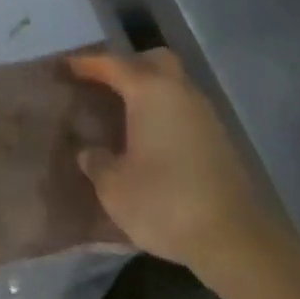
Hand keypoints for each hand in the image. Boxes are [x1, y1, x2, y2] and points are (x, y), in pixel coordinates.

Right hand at [68, 50, 268, 282]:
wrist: (232, 238)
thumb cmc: (164, 203)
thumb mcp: (114, 187)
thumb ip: (97, 162)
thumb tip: (90, 151)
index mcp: (151, 93)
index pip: (115, 65)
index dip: (89, 63)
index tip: (67, 66)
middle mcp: (181, 92)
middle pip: (155, 61)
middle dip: (128, 65)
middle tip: (103, 84)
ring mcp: (205, 114)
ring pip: (174, 83)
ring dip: (149, 89)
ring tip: (122, 112)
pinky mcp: (218, 138)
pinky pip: (184, 108)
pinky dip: (164, 111)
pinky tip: (149, 136)